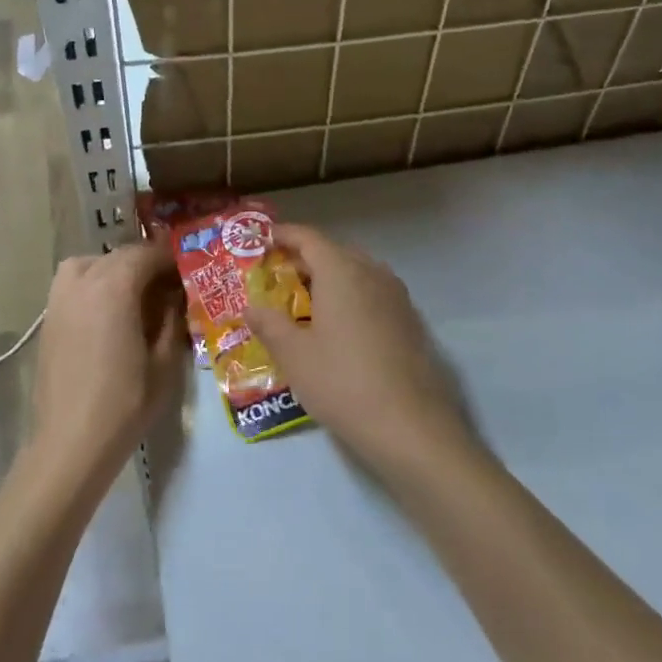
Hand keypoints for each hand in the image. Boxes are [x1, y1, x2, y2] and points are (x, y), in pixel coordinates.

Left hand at [30, 243, 186, 476]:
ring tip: (135, 294)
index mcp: (115, 287)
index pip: (147, 253)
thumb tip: (176, 297)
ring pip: (90, 263)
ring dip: (115, 269)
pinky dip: (93, 284)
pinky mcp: (48, 318)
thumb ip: (172, 319)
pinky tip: (109, 313)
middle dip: (146, 263)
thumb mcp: (165, 362)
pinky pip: (73, 284)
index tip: (189, 269)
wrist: (70, 442)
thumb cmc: (125, 403)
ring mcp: (60, 298)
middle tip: (169, 285)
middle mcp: (83, 281)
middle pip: (120, 255)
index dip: (171, 258)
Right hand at [246, 223, 477, 479]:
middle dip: (305, 258)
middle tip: (278, 275)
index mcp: (341, 272)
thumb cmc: (342, 382)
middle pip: (334, 252)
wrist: (410, 426)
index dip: (285, 235)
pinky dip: (351, 296)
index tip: (264, 239)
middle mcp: (372, 273)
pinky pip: (373, 293)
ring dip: (330, 278)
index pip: (309, 238)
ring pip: (357, 272)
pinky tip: (339, 326)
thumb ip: (269, 324)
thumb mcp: (294, 355)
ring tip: (305, 301)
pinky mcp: (410, 321)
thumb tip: (251, 306)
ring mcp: (396, 296)